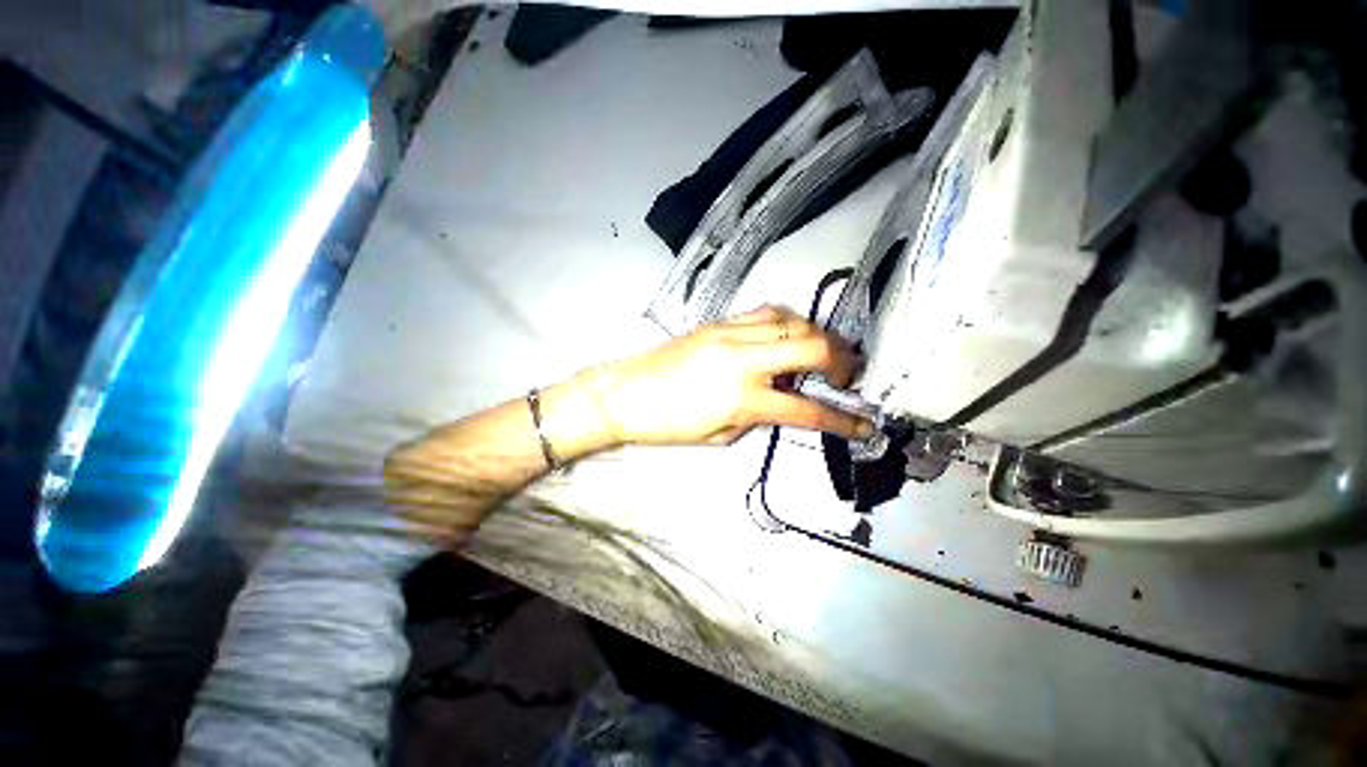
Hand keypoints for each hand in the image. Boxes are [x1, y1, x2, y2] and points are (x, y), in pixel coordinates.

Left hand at [586, 305, 873, 445]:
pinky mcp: (720, 320)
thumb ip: (760, 416)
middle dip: (843, 361)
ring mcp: (731, 332)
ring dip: (818, 337)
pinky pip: (767, 312)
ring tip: (822, 354)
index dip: (842, 420)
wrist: (627, 392)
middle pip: (813, 348)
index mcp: (742, 397)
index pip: (806, 410)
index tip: (864, 423)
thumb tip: (785, 400)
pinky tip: (790, 335)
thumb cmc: (669, 424)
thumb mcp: (721, 435)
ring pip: (793, 322)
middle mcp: (743, 358)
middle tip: (846, 375)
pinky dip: (789, 322)